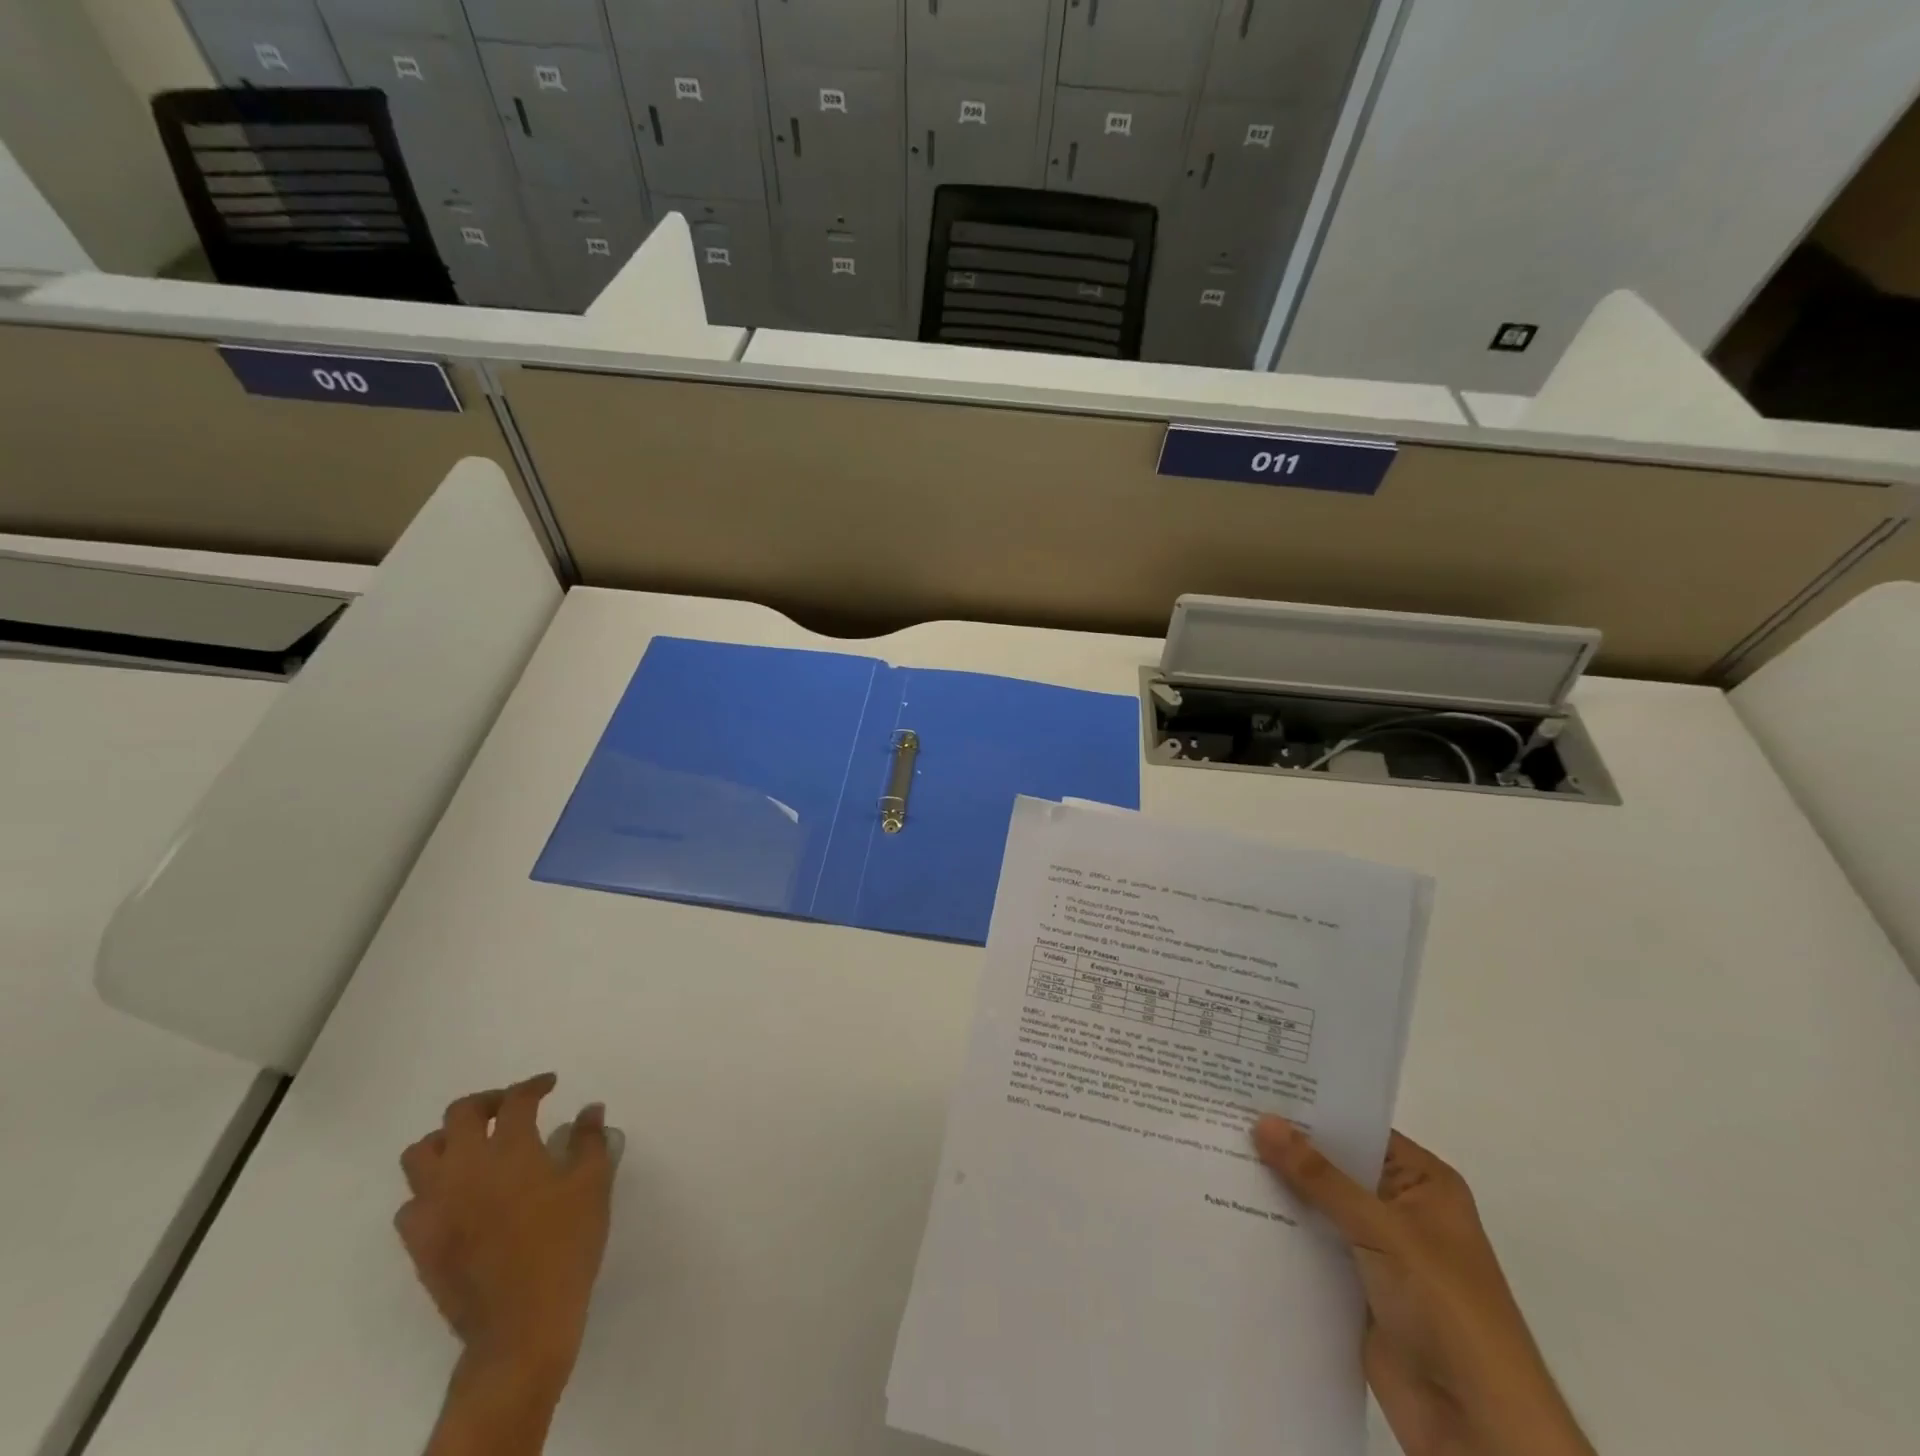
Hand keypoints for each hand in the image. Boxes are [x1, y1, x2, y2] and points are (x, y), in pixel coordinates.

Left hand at [396, 1074, 615, 1455]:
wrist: (521, 1323)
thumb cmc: (565, 1244)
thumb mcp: (593, 1184)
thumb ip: (590, 1141)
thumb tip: (590, 1110)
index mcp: (511, 1150)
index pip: (516, 1100)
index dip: (534, 1085)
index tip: (549, 1084)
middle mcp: (465, 1168)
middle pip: (459, 1114)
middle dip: (486, 1102)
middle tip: (509, 1107)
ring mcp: (435, 1206)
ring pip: (420, 1154)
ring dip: (447, 1140)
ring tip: (473, 1147)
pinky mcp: (419, 1243)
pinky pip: (410, 1203)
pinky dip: (430, 1189)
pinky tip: (456, 1197)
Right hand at [1253, 1119, 1592, 1455]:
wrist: (1477, 1426)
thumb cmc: (1445, 1307)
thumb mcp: (1382, 1230)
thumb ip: (1320, 1177)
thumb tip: (1263, 1121)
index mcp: (1423, 1183)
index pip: (1358, 1129)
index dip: (1311, 1108)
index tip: (1255, 1086)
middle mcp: (1400, 1208)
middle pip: (1333, 1166)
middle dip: (1285, 1147)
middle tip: (1224, 1112)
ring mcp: (1376, 1250)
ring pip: (1317, 1205)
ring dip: (1277, 1188)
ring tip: (1217, 1149)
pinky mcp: (1354, 1287)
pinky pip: (1310, 1245)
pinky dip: (1279, 1229)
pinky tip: (1233, 1205)